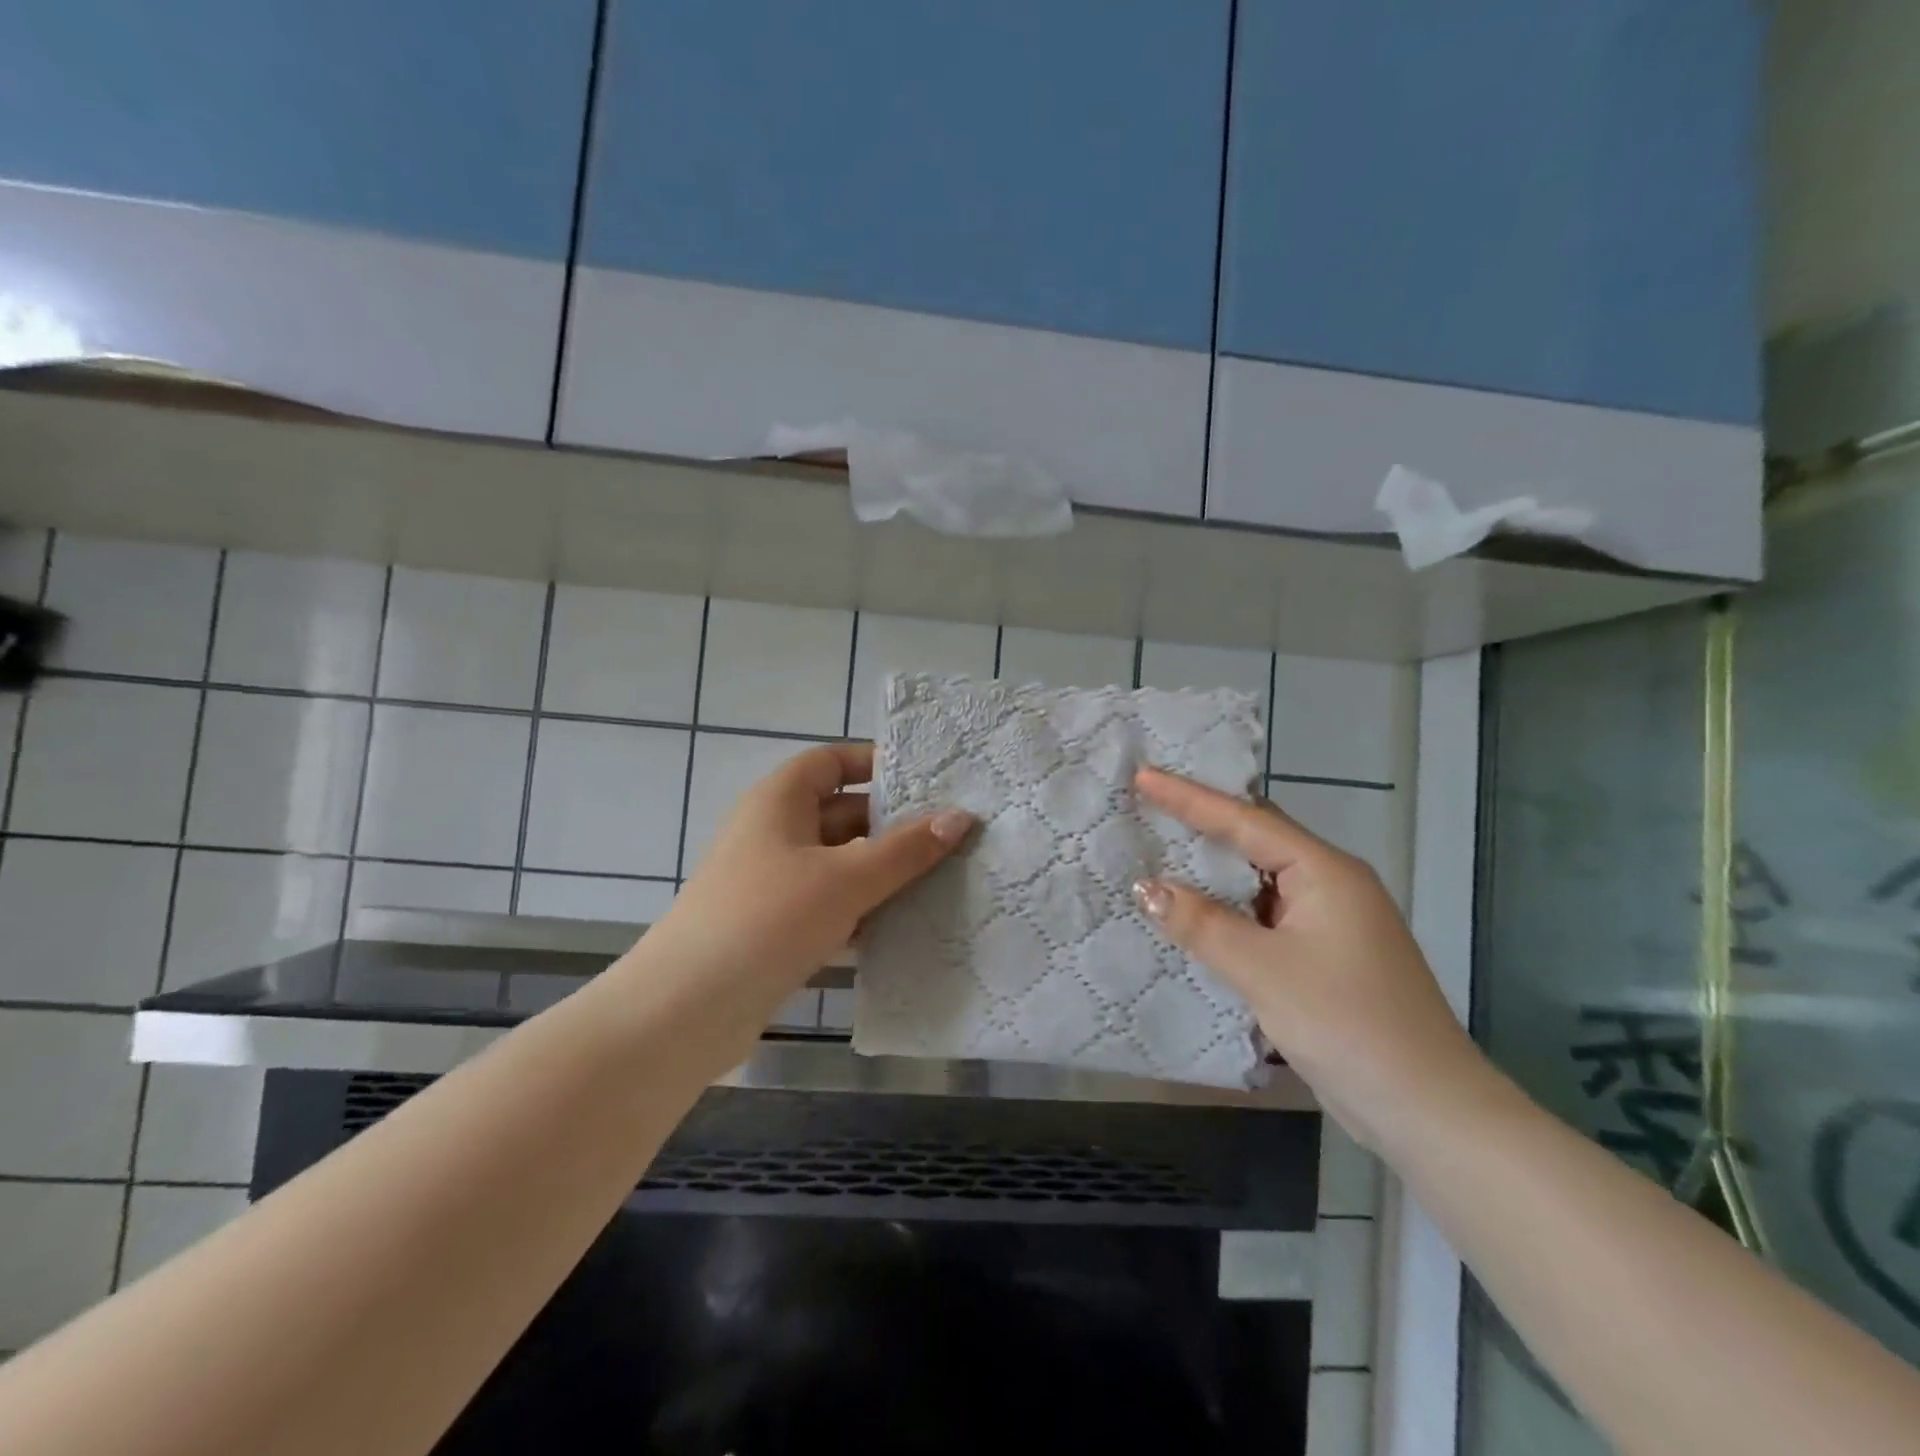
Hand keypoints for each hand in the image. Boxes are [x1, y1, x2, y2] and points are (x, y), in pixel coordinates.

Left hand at [653, 742, 973, 1011]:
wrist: (685, 1010)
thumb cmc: (768, 919)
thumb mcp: (846, 878)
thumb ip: (906, 850)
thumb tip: (960, 817)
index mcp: (780, 800)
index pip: (832, 762)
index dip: (876, 764)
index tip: (929, 782)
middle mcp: (774, 832)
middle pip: (842, 813)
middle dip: (893, 824)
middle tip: (953, 836)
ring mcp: (773, 882)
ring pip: (839, 863)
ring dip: (883, 871)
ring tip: (945, 878)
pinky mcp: (776, 927)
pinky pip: (830, 904)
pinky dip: (863, 909)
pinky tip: (906, 926)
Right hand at [1131, 766, 1483, 1144]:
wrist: (1428, 1110)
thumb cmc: (1347, 1024)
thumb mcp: (1262, 970)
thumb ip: (1201, 924)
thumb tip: (1146, 888)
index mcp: (1325, 872)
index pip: (1246, 820)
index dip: (1189, 798)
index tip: (1143, 776)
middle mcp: (1331, 884)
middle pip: (1258, 838)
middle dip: (1203, 822)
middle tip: (1149, 806)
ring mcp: (1332, 921)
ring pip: (1261, 878)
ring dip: (1214, 869)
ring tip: (1160, 852)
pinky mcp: (1326, 955)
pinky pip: (1266, 913)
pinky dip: (1229, 908)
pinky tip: (1196, 913)